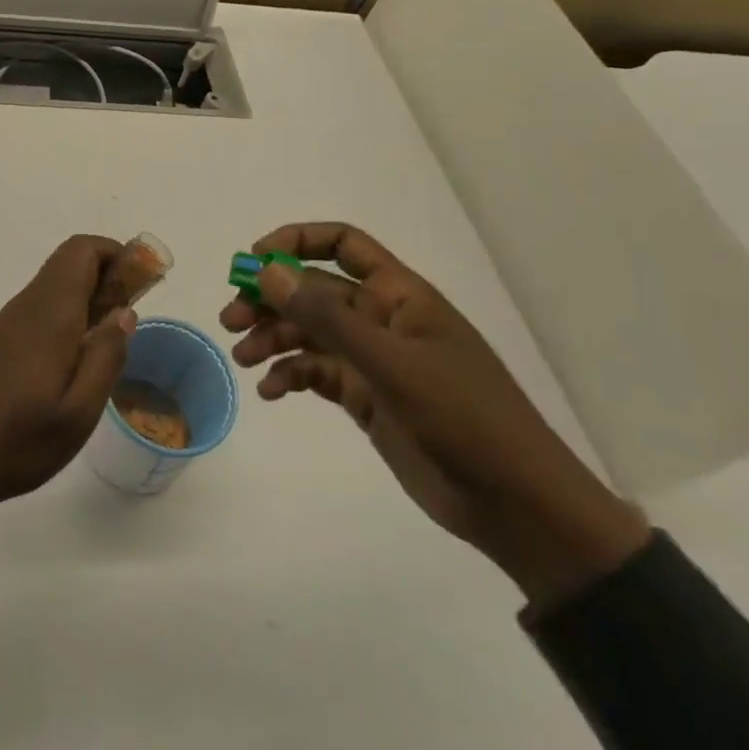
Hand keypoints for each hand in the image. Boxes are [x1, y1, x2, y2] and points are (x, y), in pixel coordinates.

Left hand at [0, 236, 136, 632]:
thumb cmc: (19, 441)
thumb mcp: (80, 411)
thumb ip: (106, 354)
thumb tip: (125, 311)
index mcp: (49, 313)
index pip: (82, 250)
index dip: (116, 255)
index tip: (141, 286)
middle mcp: (26, 305)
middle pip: (69, 263)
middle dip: (107, 277)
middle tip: (128, 321)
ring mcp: (8, 321)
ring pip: (54, 286)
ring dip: (87, 298)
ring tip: (107, 346)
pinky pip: (40, 308)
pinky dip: (67, 316)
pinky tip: (73, 362)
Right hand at [223, 223, 648, 606]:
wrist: (517, 506)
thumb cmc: (464, 419)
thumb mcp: (392, 364)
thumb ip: (328, 317)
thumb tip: (268, 272)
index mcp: (399, 295)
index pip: (342, 244)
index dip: (296, 243)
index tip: (254, 263)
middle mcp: (382, 319)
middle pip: (314, 291)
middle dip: (270, 299)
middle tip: (231, 319)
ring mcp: (374, 360)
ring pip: (309, 332)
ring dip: (272, 338)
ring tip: (243, 357)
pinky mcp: (367, 398)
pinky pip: (316, 372)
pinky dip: (290, 375)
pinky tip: (271, 392)